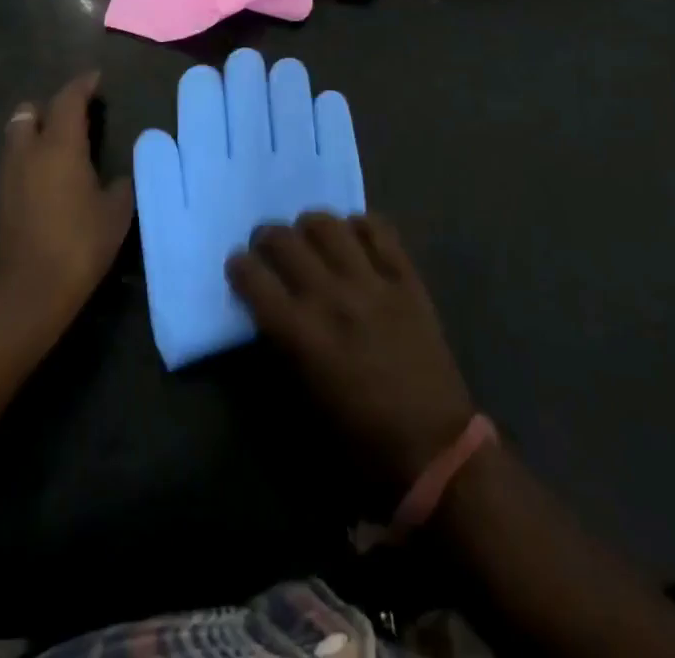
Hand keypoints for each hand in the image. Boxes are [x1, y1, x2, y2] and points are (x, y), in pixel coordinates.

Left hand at [0, 72, 135, 337]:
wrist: (27, 294)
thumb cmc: (78, 245)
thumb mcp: (115, 214)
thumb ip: (119, 185)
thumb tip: (117, 176)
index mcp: (59, 145)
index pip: (68, 99)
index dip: (82, 85)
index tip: (95, 79)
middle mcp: (27, 151)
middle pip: (29, 111)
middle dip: (49, 107)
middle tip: (74, 116)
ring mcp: (7, 175)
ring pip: (17, 137)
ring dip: (35, 132)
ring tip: (62, 147)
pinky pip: (14, 162)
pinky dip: (29, 158)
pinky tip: (48, 178)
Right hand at [228, 212, 475, 484]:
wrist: (436, 450)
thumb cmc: (361, 439)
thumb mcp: (304, 399)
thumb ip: (282, 346)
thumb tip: (270, 308)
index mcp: (301, 334)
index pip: (253, 278)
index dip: (239, 266)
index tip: (239, 266)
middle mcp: (331, 297)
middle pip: (285, 240)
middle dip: (267, 237)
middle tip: (269, 247)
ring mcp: (372, 282)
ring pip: (328, 224)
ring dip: (309, 226)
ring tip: (310, 238)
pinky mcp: (406, 278)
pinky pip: (378, 230)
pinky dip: (359, 227)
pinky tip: (353, 239)